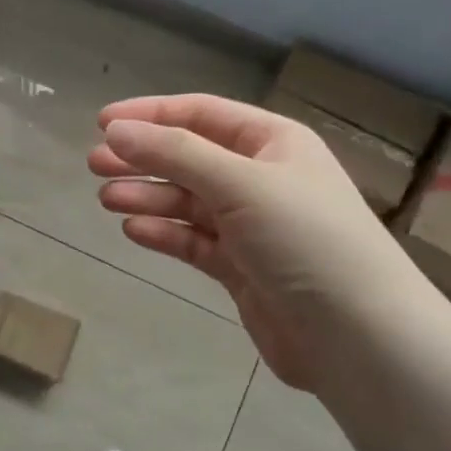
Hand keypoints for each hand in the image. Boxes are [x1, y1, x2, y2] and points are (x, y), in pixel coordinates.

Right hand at [88, 94, 417, 391]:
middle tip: (93, 164)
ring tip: (106, 199)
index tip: (102, 123)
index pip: (202, 114)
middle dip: (143, 159)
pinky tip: (133, 231)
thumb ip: (175, 154)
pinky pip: (195, 241)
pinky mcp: (242, 269)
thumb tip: (116, 131)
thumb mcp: (241, 183)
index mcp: (273, 143)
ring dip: (148, 197)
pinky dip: (165, 234)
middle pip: (190, 158)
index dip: (151, 115)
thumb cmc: (305, 240)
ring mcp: (252, 226)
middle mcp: (262, 178)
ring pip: (188, 202)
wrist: (357, 335)